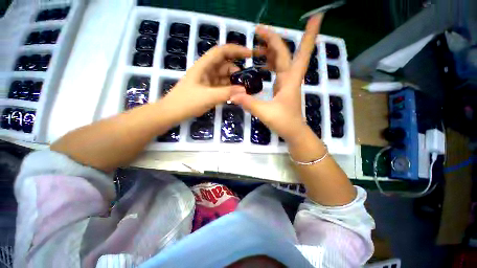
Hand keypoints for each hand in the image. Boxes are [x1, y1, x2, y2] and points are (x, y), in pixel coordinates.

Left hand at [160, 44, 251, 122]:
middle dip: (237, 71)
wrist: (173, 112)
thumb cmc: (187, 102)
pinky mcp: (209, 90)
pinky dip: (229, 89)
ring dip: (234, 82)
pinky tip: (235, 95)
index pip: (222, 52)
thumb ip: (227, 93)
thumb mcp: (208, 96)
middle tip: (248, 82)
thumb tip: (244, 90)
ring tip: (244, 90)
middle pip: (225, 65)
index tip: (250, 54)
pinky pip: (222, 86)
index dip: (236, 50)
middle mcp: (206, 71)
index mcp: (204, 66)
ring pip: (224, 77)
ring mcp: (208, 81)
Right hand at [231, 15, 322, 142]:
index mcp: (290, 80)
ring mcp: (287, 83)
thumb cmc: (284, 122)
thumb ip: (249, 103)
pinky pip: (278, 71)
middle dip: (273, 40)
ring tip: (256, 46)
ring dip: (271, 51)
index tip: (317, 15)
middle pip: (285, 53)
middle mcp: (290, 78)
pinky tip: (262, 65)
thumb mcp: (265, 112)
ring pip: (282, 61)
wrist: (293, 132)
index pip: (301, 52)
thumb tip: (232, 95)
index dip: (310, 34)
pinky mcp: (282, 89)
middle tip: (257, 31)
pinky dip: (271, 64)